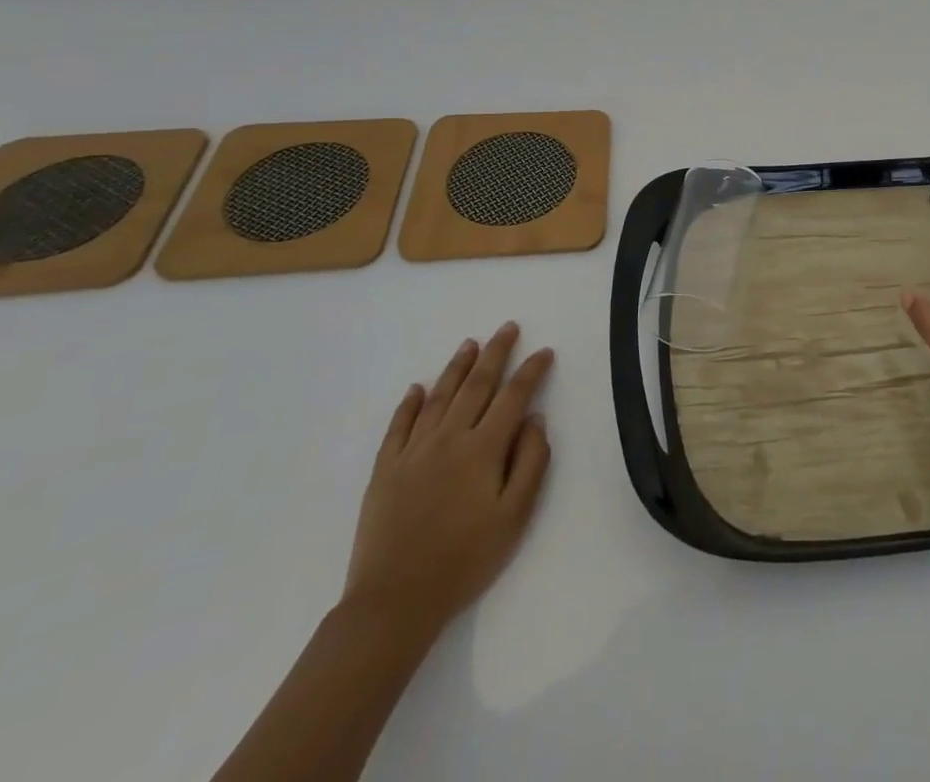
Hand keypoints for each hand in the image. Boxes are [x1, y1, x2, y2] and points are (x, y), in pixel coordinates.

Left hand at [342, 322, 553, 638]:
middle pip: (476, 385)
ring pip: (439, 397)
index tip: (544, 352)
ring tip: (470, 344)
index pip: (513, 396)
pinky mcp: (384, 470)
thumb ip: (530, 463)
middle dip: (495, 353)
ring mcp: (413, 451)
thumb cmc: (464, 561)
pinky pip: (398, 426)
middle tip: (508, 327)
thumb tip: (535, 420)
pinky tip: (417, 388)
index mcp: (483, 449)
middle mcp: (448, 438)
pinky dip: (409, 403)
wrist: (394, 602)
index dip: (531, 371)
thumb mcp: (514, 517)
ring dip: (457, 367)